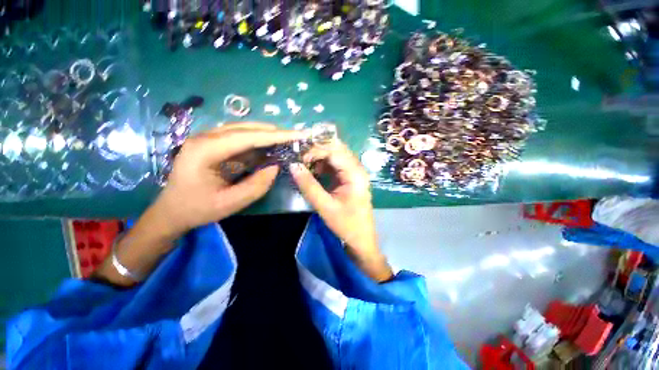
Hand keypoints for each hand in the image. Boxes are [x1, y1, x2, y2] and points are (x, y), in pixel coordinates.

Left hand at [153, 123, 305, 238]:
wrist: (172, 211)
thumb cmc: (197, 209)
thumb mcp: (230, 203)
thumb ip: (256, 185)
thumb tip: (275, 167)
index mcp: (205, 150)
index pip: (247, 137)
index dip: (275, 136)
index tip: (297, 135)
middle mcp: (206, 138)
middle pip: (246, 128)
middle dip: (273, 132)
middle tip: (295, 136)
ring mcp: (209, 140)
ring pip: (244, 131)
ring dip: (267, 135)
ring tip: (287, 140)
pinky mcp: (214, 145)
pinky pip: (240, 139)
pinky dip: (258, 142)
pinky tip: (271, 146)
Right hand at [289, 141, 392, 281]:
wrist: (361, 239)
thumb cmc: (346, 225)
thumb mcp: (325, 206)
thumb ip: (308, 185)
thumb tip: (293, 165)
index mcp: (355, 174)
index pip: (334, 151)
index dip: (315, 151)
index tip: (299, 158)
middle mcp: (357, 168)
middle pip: (337, 149)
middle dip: (317, 150)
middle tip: (300, 157)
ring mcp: (354, 172)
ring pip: (335, 155)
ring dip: (319, 157)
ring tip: (305, 164)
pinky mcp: (350, 178)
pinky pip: (335, 165)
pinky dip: (323, 165)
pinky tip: (314, 172)